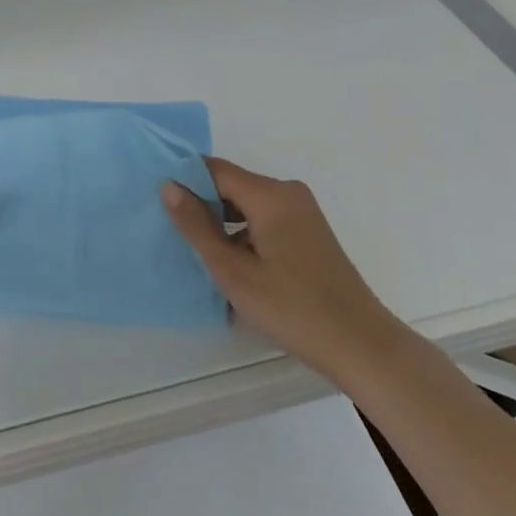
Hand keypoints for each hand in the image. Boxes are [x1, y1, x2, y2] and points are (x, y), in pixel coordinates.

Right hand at [162, 157, 396, 374]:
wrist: (361, 346)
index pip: (215, 169)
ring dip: (220, 223)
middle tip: (167, 228)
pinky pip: (263, 221)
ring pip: (246, 206)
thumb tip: (169, 186)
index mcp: (270, 195)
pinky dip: (242, 235)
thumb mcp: (233, 270)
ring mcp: (301, 214)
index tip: (154, 197)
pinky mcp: (308, 235)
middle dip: (200, 204)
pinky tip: (228, 265)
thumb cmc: (292, 308)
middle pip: (231, 185)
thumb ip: (197, 226)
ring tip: (192, 249)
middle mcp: (288, 194)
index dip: (184, 179)